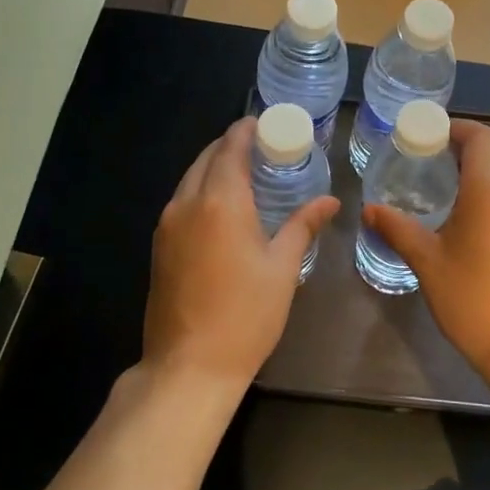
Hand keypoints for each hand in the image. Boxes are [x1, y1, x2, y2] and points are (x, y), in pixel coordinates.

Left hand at [143, 117, 339, 391]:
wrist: (188, 366)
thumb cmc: (245, 315)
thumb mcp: (282, 268)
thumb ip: (303, 226)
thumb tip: (330, 200)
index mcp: (220, 202)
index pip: (230, 148)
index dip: (246, 130)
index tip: (265, 123)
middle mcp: (187, 204)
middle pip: (206, 158)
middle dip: (231, 146)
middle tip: (262, 148)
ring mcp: (167, 225)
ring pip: (190, 179)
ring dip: (214, 168)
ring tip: (245, 174)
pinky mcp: (159, 246)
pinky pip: (181, 201)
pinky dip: (201, 190)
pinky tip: (223, 207)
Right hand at [362, 119, 489, 381]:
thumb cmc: (472, 297)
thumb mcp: (427, 260)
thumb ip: (397, 228)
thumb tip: (369, 209)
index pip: (480, 136)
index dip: (454, 129)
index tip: (425, 138)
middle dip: (460, 149)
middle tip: (424, 163)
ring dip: (475, 172)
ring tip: (439, 189)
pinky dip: (489, 193)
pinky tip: (464, 218)